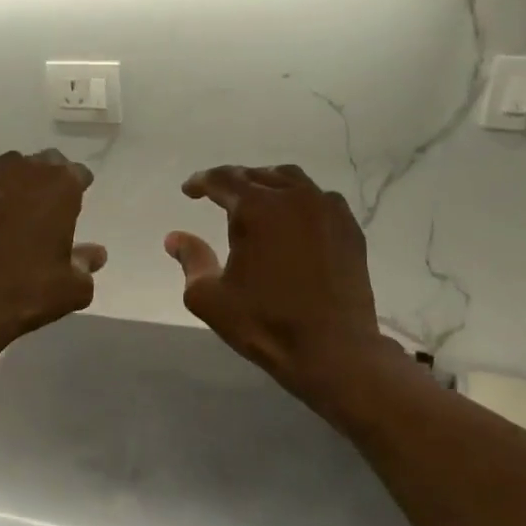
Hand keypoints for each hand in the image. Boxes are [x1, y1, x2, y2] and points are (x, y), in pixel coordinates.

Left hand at [0, 150, 106, 358]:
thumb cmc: (25, 292)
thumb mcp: (72, 287)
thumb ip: (86, 263)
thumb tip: (94, 254)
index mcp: (57, 185)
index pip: (77, 173)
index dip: (78, 188)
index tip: (76, 204)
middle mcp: (19, 170)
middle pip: (40, 165)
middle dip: (45, 182)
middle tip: (45, 210)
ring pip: (3, 173)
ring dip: (11, 188)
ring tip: (10, 218)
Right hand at [166, 165, 402, 419]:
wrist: (332, 349)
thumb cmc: (264, 323)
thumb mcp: (209, 298)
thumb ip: (191, 260)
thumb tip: (175, 238)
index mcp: (257, 209)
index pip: (223, 180)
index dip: (201, 182)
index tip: (189, 190)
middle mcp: (295, 198)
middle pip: (257, 176)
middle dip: (233, 182)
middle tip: (217, 195)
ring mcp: (328, 210)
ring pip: (292, 181)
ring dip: (267, 185)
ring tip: (255, 201)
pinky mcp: (349, 229)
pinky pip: (320, 200)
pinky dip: (299, 201)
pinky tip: (292, 220)